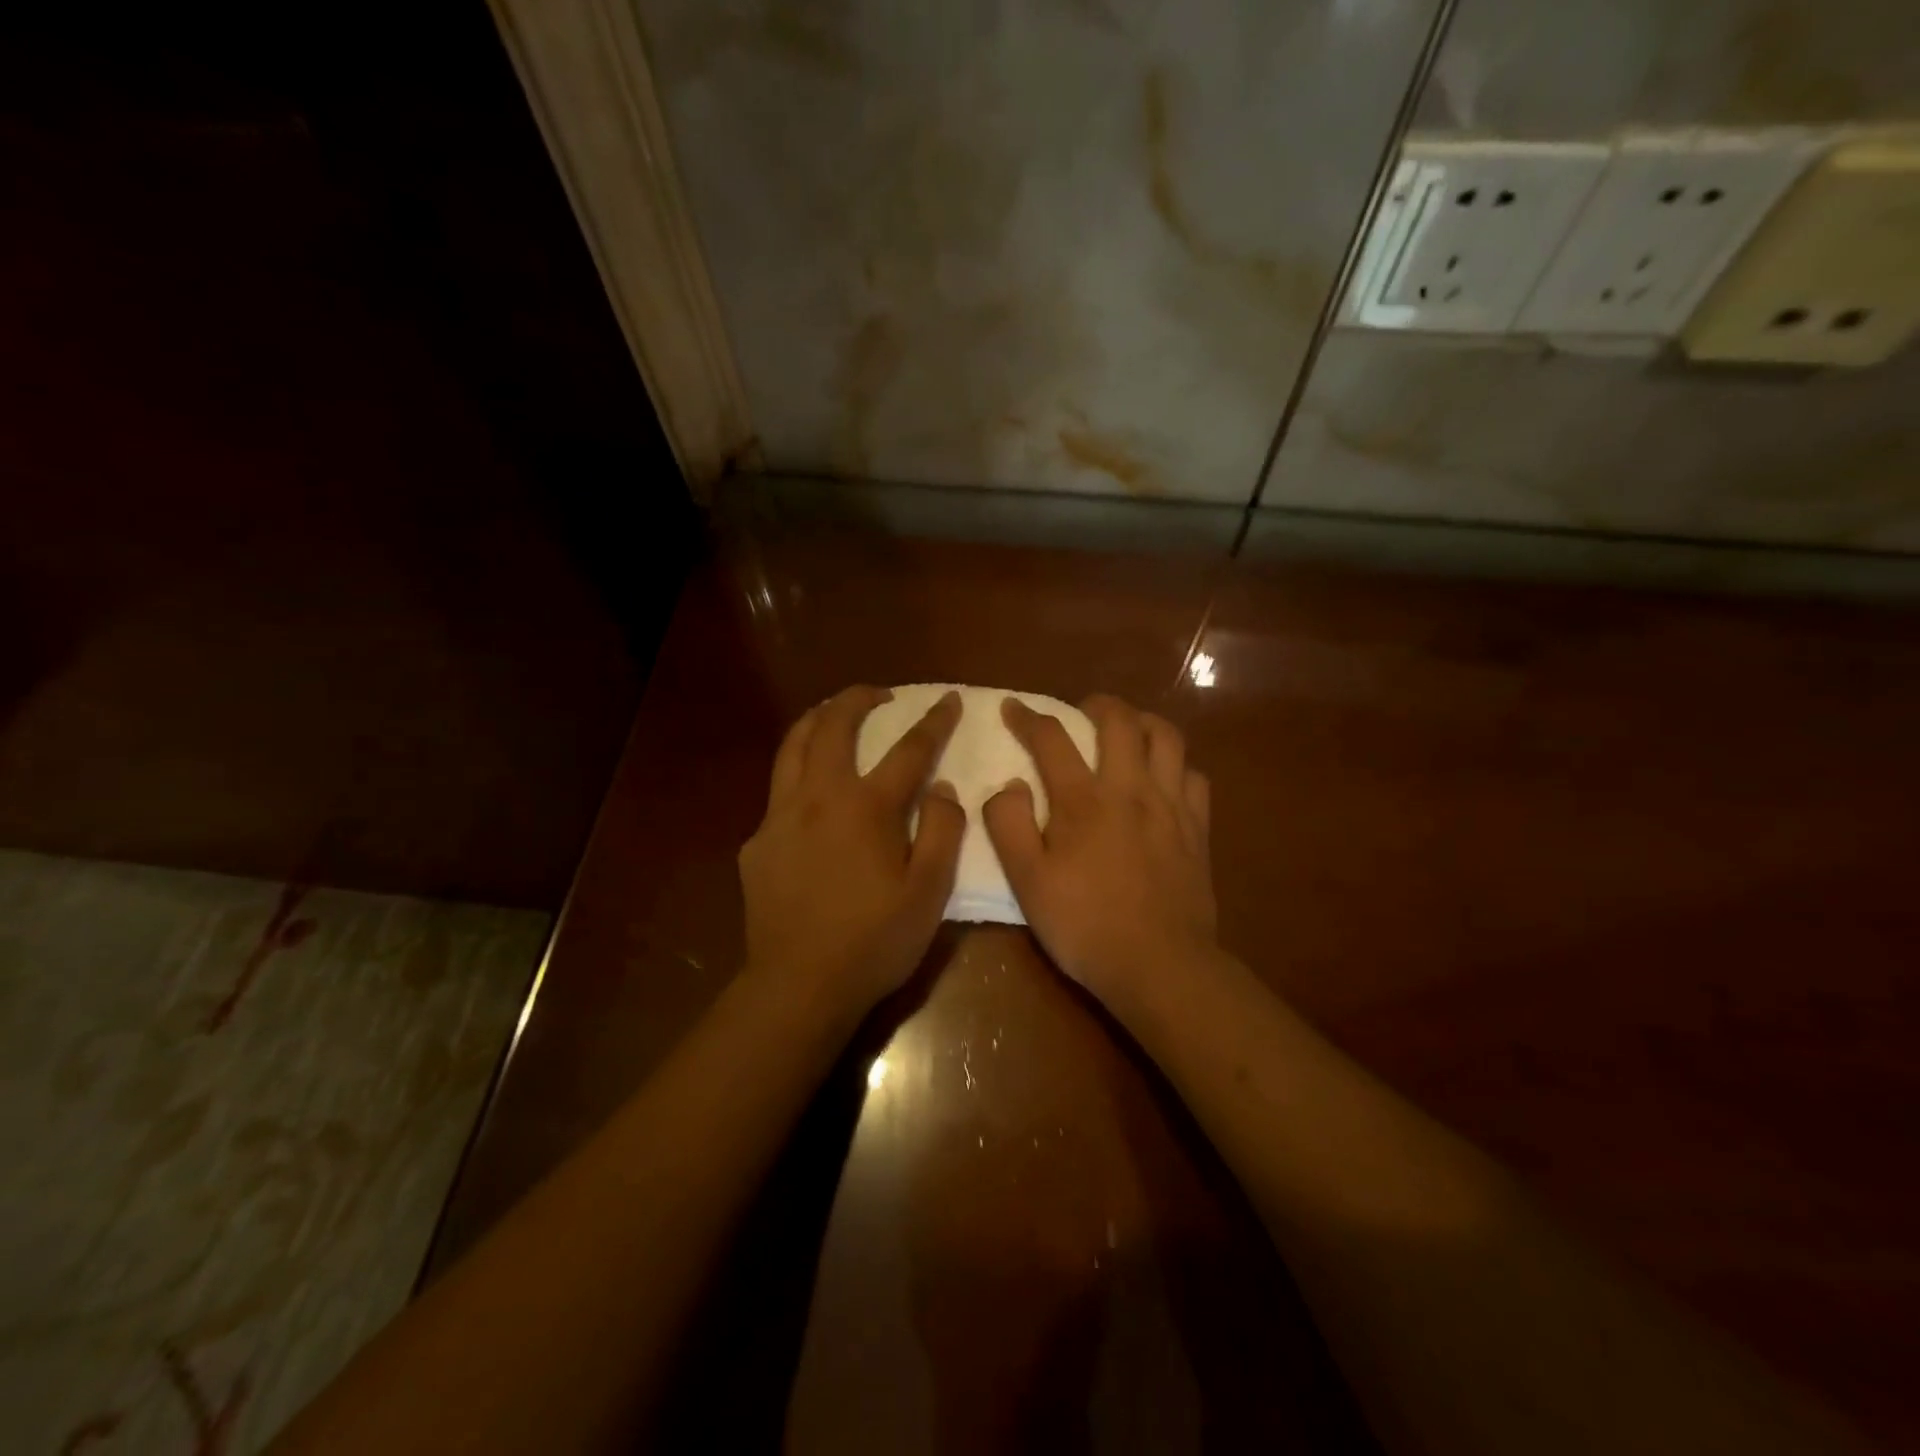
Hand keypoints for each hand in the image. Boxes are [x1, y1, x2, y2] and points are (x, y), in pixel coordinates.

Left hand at [739, 685, 966, 1018]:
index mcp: (866, 807)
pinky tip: (808, 794)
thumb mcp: (929, 891)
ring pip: (792, 746)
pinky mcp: (757, 842)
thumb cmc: (874, 941)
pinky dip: (797, 772)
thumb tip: (941, 788)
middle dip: (858, 698)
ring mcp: (779, 816)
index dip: (933, 720)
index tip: (948, 699)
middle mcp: (818, 797)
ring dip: (816, 719)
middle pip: (834, 726)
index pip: (909, 749)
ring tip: (833, 714)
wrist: (799, 985)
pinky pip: (777, 791)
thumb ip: (941, 830)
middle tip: (879, 694)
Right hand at [984, 694, 1215, 1013]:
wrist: (1159, 965)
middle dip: (1097, 704)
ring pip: (1167, 738)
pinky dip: (1176, 765)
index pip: (1051, 739)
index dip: (1028, 717)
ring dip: (1144, 722)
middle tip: (1082, 710)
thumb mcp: (1027, 881)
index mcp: (1083, 800)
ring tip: (1129, 730)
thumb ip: (1009, 825)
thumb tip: (1009, 785)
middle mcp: (1130, 789)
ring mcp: (1171, 806)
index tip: (1013, 707)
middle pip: (1120, 721)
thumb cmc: (1084, 924)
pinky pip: (1194, 776)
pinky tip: (1165, 779)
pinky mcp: (1198, 829)